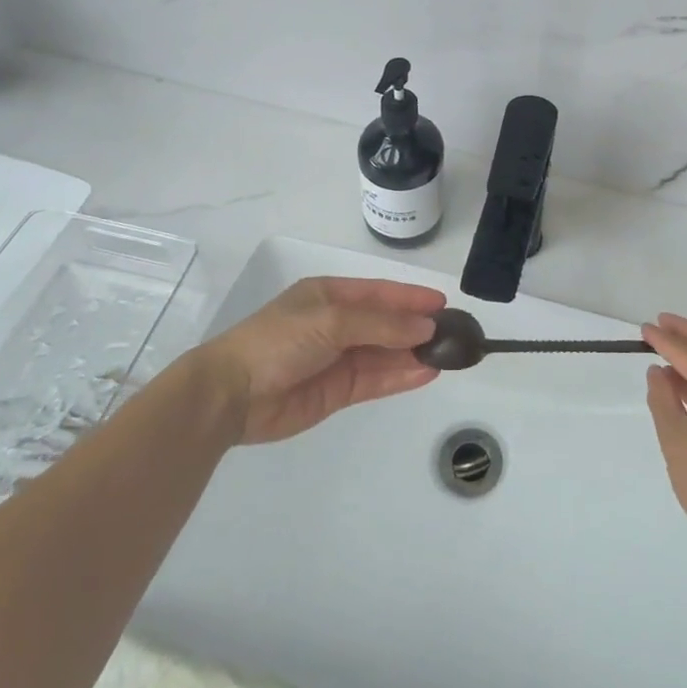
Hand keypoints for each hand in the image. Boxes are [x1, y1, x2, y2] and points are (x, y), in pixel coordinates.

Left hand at [199, 276, 444, 443]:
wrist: (232, 394)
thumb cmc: (279, 341)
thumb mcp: (331, 320)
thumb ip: (381, 324)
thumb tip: (426, 326)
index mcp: (330, 295)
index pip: (381, 293)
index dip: (412, 298)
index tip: (444, 304)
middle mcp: (337, 324)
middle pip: (386, 323)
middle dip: (417, 327)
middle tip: (455, 334)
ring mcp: (338, 359)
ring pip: (385, 353)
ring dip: (414, 353)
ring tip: (448, 356)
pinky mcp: (337, 391)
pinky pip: (376, 380)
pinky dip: (401, 377)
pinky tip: (426, 373)